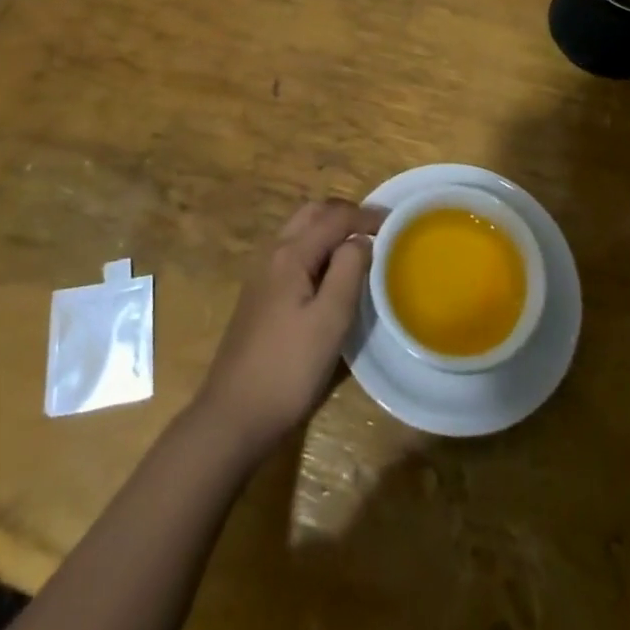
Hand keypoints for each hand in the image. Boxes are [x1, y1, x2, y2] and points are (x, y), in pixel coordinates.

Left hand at [191, 199, 381, 460]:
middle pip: (312, 214)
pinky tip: (330, 273)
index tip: (396, 223)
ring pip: (300, 231)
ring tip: (359, 247)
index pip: (334, 217)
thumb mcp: (330, 321)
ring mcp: (262, 274)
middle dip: (345, 214)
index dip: (366, 215)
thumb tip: (362, 239)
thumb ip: (348, 271)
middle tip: (376, 229)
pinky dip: (317, 247)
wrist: (234, 415)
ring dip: (330, 228)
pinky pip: (293, 252)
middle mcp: (273, 254)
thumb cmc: (288, 368)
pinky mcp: (260, 295)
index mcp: (291, 254)